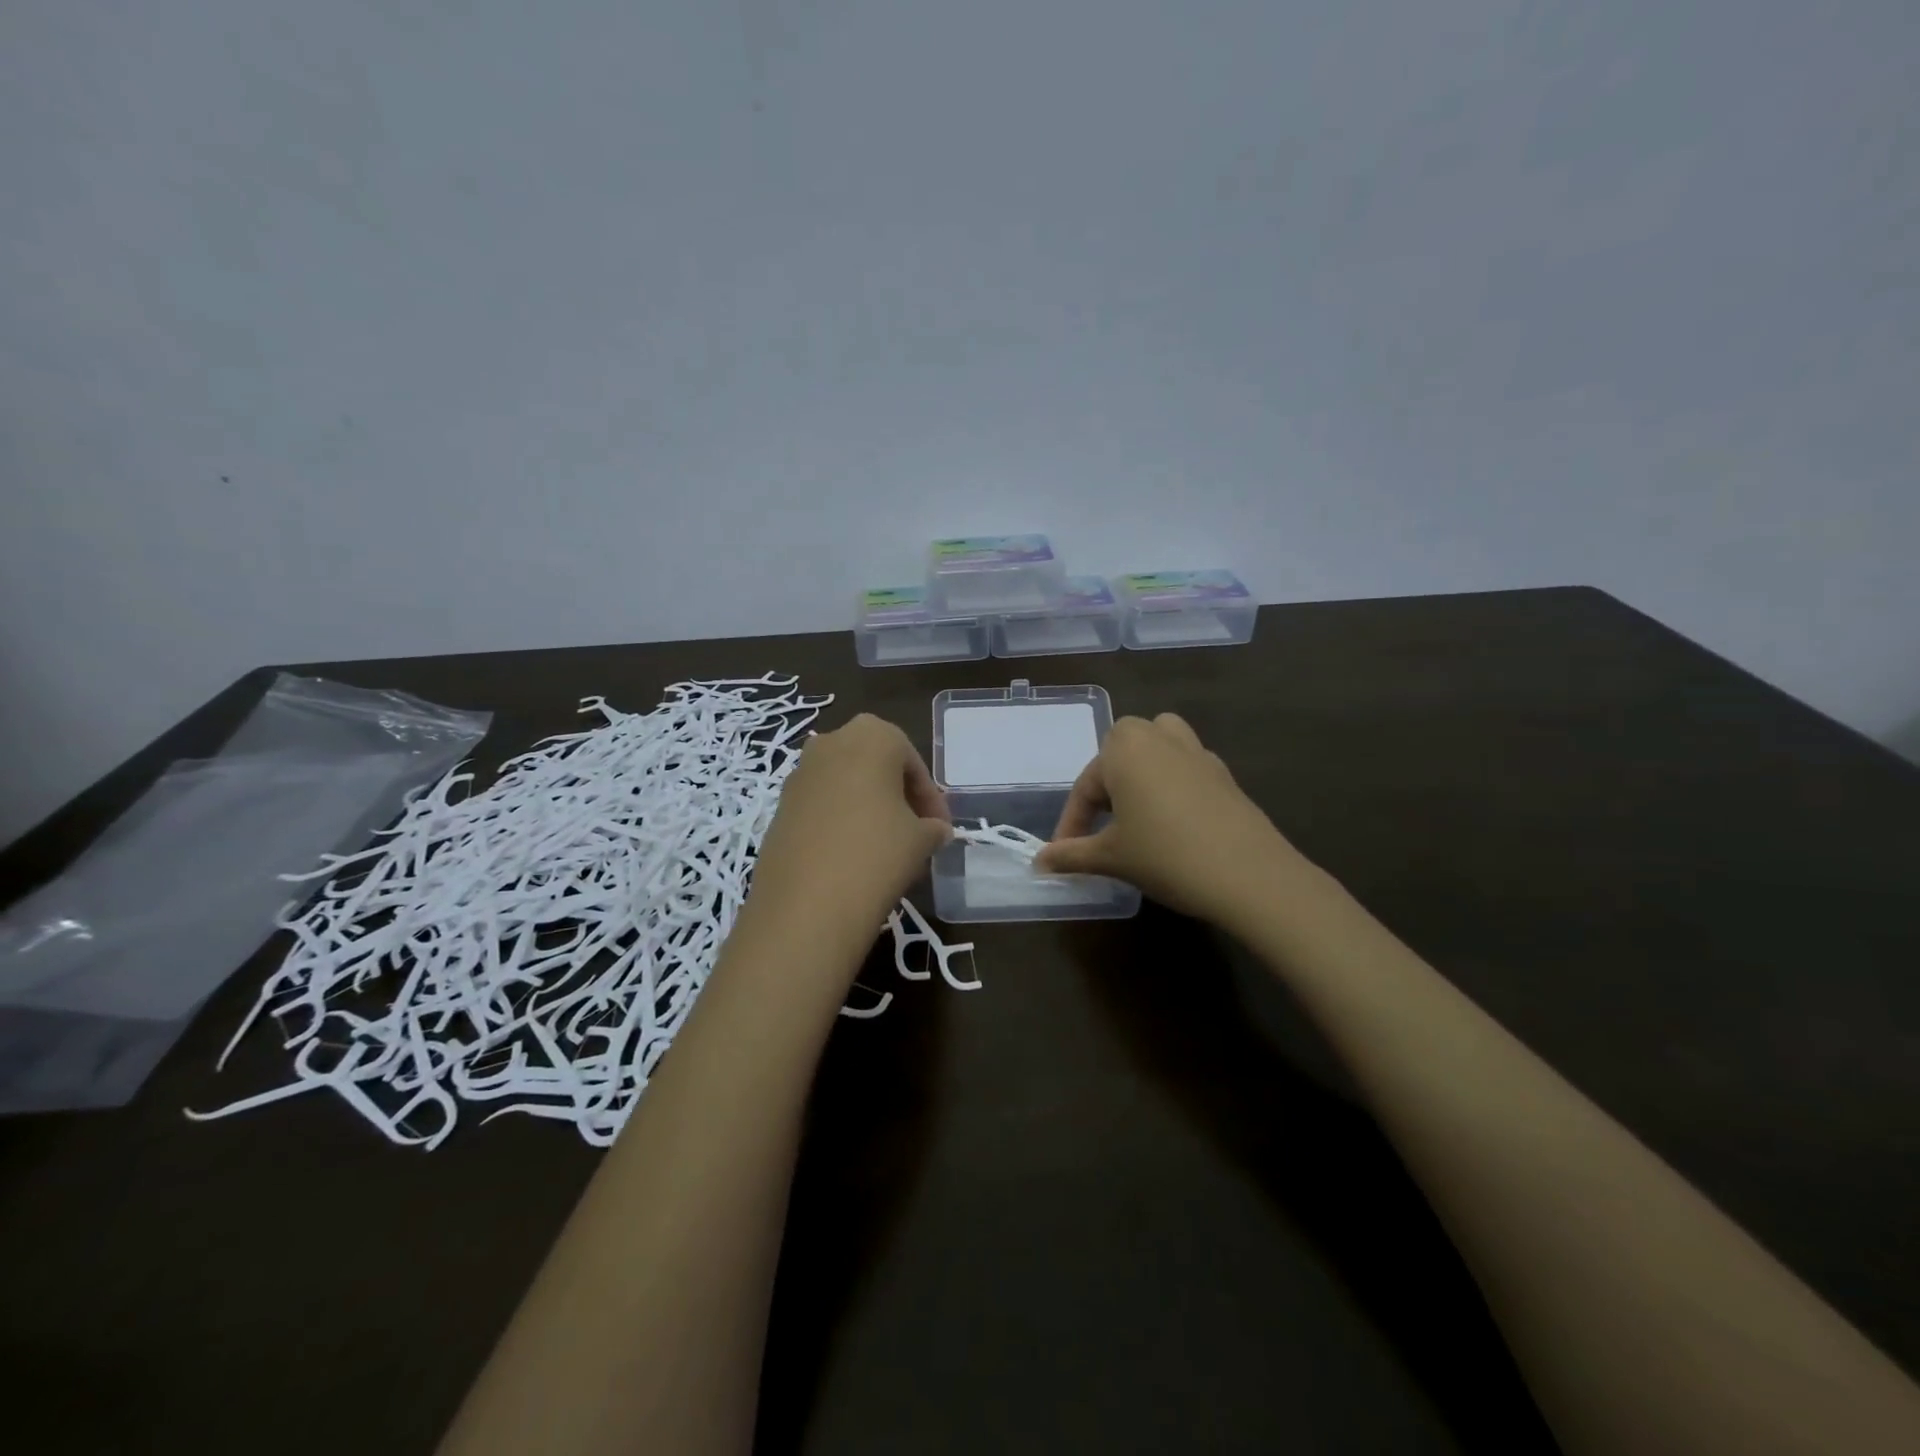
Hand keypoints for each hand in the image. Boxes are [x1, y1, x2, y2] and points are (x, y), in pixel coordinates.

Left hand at [746, 714, 951, 954]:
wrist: (805, 903)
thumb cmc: (877, 853)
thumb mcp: (921, 840)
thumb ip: (933, 828)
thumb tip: (935, 831)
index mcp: (872, 736)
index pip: (913, 763)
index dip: (931, 798)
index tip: (941, 830)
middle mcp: (831, 742)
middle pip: (876, 766)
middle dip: (899, 797)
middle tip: (916, 832)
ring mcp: (799, 773)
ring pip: (846, 784)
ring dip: (869, 808)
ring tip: (887, 848)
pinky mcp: (779, 806)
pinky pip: (821, 805)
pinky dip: (841, 821)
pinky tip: (854, 857)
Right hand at [1034, 713, 1303, 924]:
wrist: (1249, 875)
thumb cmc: (1165, 856)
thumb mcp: (1111, 857)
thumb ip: (1071, 855)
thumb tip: (1039, 862)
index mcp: (1124, 747)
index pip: (1085, 786)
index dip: (1071, 824)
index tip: (1062, 856)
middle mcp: (1159, 736)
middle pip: (1119, 754)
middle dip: (1105, 787)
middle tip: (1101, 828)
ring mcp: (1197, 751)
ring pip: (1156, 750)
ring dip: (1140, 774)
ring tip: (1135, 812)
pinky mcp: (1223, 773)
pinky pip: (1184, 768)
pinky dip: (1171, 786)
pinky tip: (1173, 823)